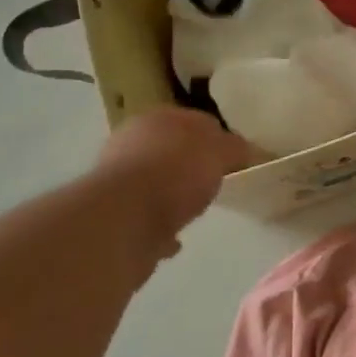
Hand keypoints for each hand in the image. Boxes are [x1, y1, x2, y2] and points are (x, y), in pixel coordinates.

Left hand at [93, 107, 247, 259]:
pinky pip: (146, 218)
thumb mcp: (220, 151)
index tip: (234, 156)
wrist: (124, 220)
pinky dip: (160, 225)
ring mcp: (118, 181)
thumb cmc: (175, 172)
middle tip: (215, 180)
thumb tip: (242, 149)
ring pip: (154, 184)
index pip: (193, 120)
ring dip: (172, 195)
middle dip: (191, 165)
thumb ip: (234, 147)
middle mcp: (130, 144)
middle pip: (170, 151)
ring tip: (196, 210)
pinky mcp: (113, 216)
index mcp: (156, 119)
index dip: (216, 136)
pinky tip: (176, 237)